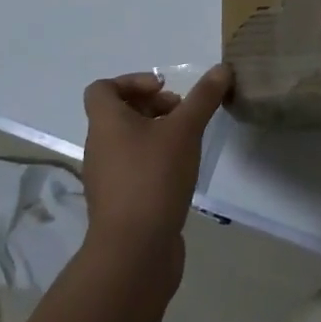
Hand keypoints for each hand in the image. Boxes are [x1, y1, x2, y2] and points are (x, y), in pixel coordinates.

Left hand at [80, 65, 231, 262]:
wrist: (133, 253)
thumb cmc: (153, 178)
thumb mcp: (184, 130)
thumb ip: (203, 98)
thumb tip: (221, 68)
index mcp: (105, 123)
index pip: (102, 88)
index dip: (132, 81)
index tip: (164, 90)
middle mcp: (99, 147)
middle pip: (119, 114)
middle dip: (153, 107)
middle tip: (182, 115)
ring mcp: (107, 178)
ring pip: (128, 143)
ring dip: (156, 135)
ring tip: (187, 143)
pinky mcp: (120, 204)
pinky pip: (134, 170)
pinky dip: (155, 163)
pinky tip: (182, 173)